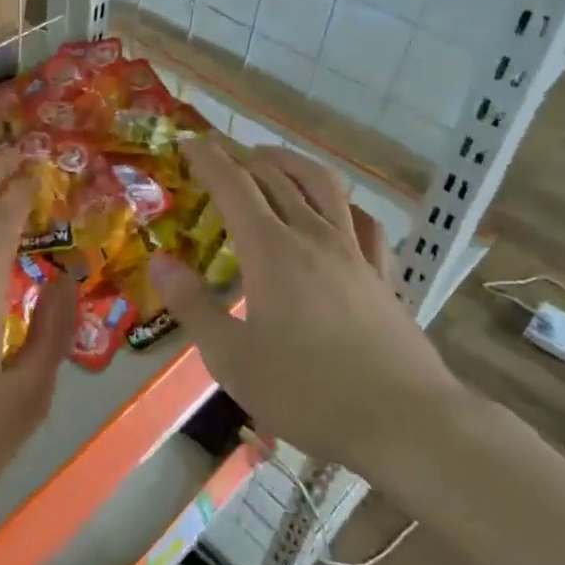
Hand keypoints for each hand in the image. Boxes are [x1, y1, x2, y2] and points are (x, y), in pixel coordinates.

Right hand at [148, 139, 462, 469]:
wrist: (405, 422)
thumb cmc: (308, 392)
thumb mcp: (232, 358)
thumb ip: (193, 305)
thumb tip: (159, 262)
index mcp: (271, 250)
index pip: (234, 185)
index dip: (208, 158)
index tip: (188, 142)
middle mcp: (313, 236)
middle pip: (276, 175)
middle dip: (243, 154)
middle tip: (219, 150)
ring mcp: (355, 252)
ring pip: (323, 185)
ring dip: (291, 163)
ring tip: (271, 160)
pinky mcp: (383, 274)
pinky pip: (363, 221)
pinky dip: (342, 204)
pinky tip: (337, 212)